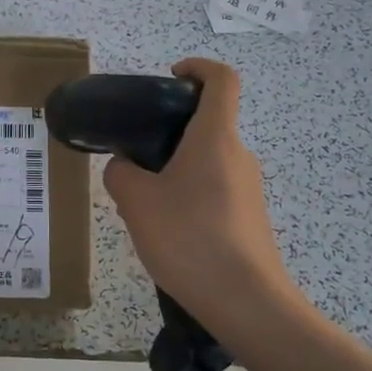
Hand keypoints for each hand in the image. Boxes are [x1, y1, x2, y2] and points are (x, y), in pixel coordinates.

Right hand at [103, 58, 293, 331]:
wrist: (246, 303)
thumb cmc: (190, 238)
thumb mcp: (137, 202)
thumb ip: (121, 174)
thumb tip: (124, 167)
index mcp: (215, 138)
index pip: (221, 80)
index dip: (198, 67)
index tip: (170, 77)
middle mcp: (239, 155)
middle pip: (209, 124)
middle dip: (171, 131)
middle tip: (136, 156)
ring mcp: (249, 189)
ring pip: (208, 161)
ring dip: (176, 168)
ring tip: (144, 202)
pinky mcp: (250, 218)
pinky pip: (215, 190)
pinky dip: (189, 195)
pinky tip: (168, 230)